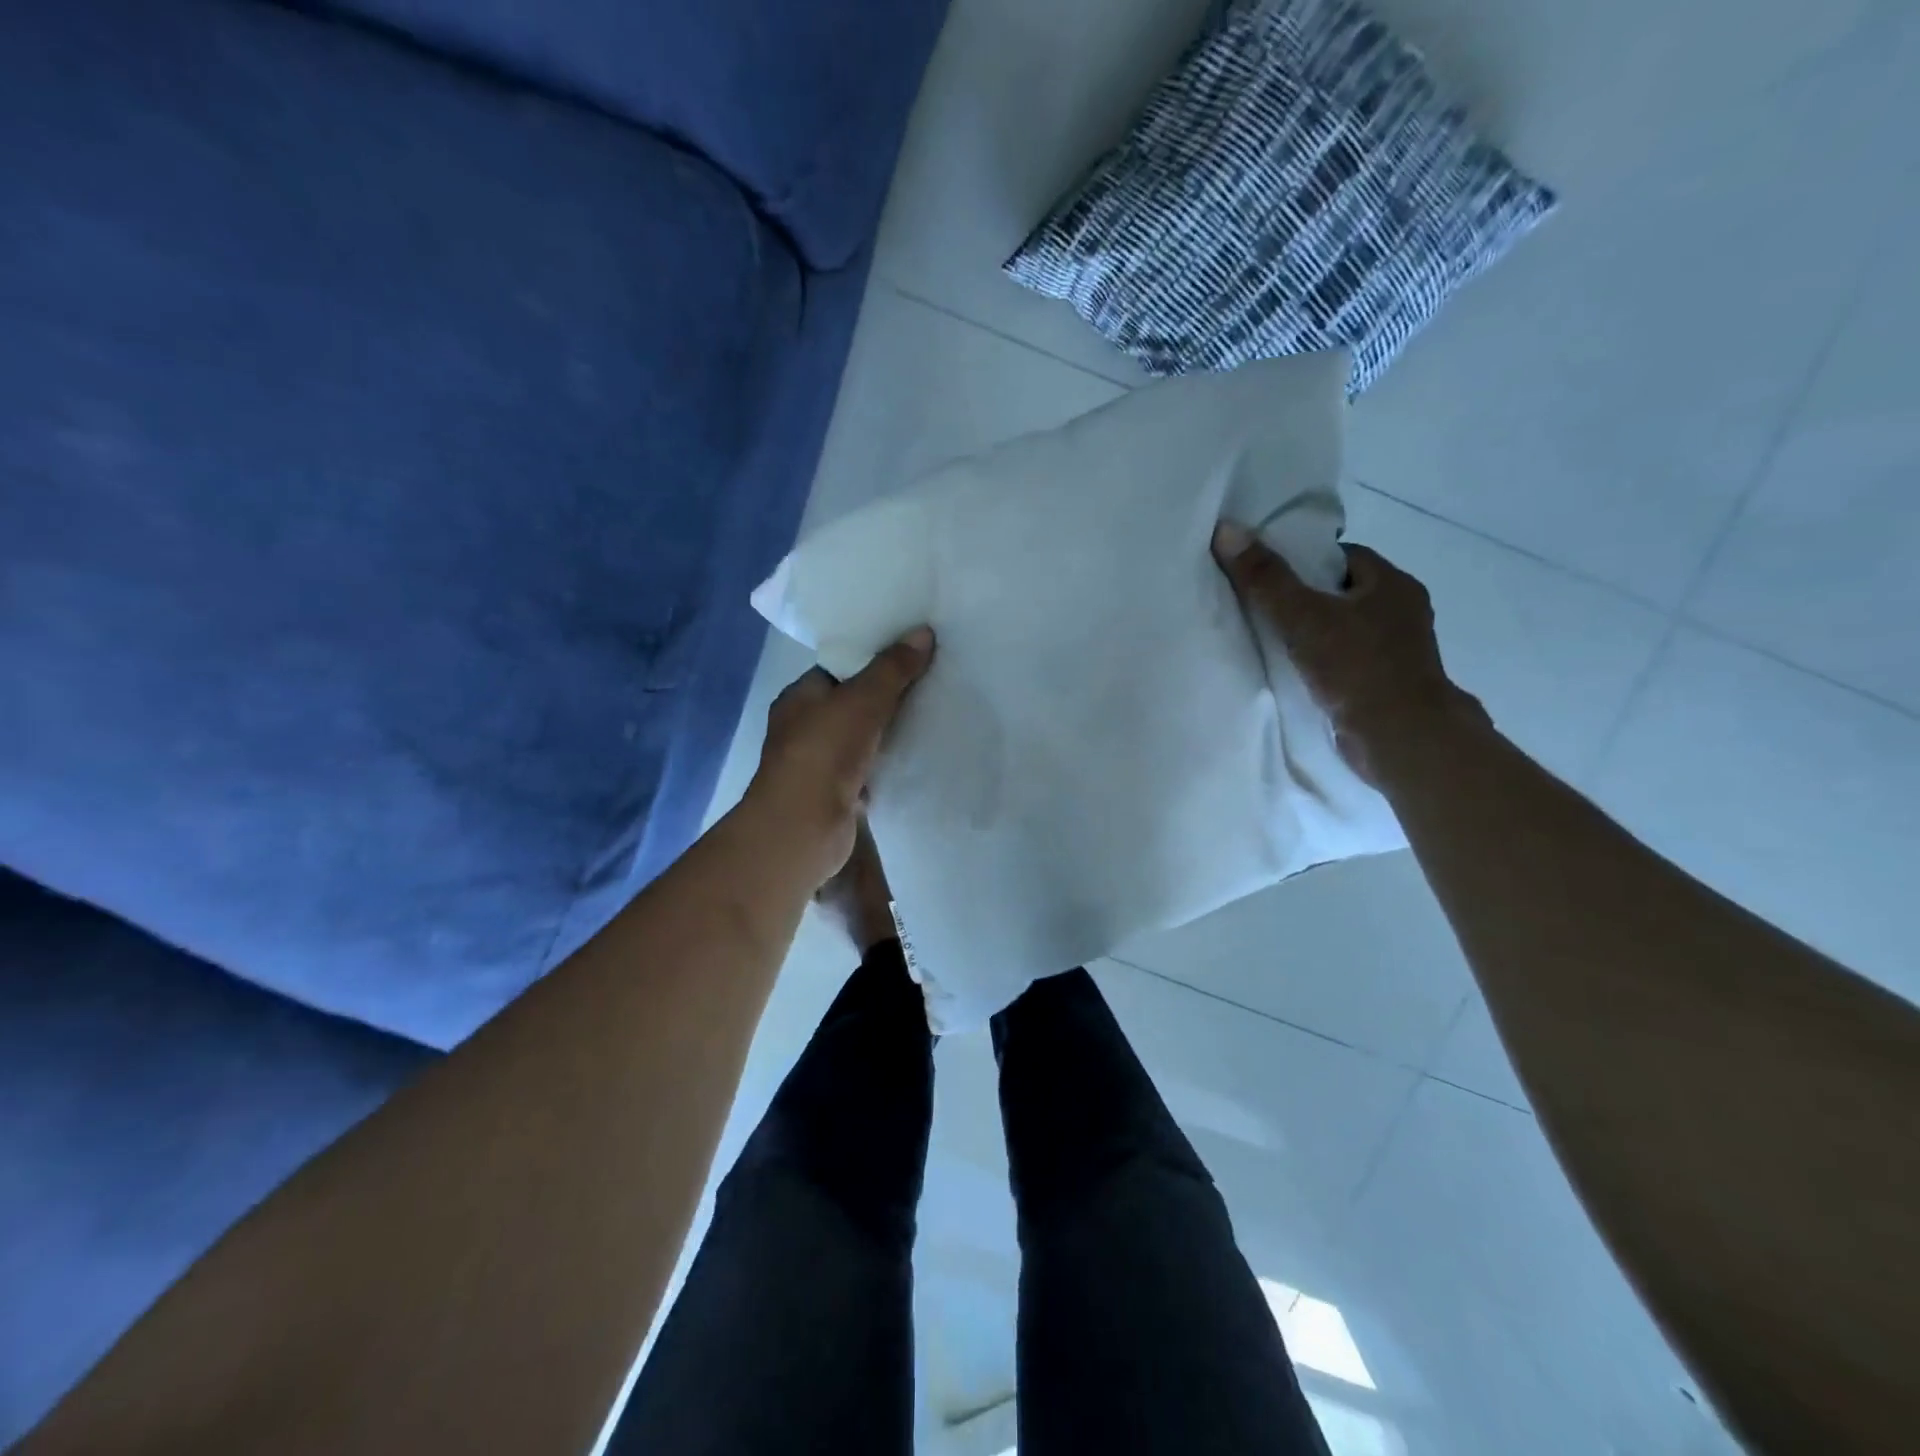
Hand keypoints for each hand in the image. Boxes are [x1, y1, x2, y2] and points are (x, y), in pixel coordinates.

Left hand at [746, 628, 934, 884]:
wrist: (803, 828)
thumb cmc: (824, 753)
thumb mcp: (862, 700)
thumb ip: (892, 669)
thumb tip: (923, 632)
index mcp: (799, 698)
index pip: (838, 670)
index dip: (872, 660)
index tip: (910, 654)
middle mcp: (804, 728)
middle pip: (852, 704)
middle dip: (886, 697)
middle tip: (930, 682)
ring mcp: (819, 764)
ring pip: (862, 738)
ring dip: (889, 732)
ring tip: (933, 715)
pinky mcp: (836, 794)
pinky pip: (869, 769)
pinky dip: (889, 763)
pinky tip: (918, 756)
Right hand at [1212, 522, 1486, 783]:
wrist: (1400, 738)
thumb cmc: (1357, 667)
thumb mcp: (1302, 617)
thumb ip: (1265, 578)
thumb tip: (1227, 530)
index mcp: (1392, 584)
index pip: (1342, 557)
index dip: (1304, 562)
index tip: (1269, 577)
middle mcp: (1402, 611)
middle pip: (1342, 593)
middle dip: (1305, 599)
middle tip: (1262, 609)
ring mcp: (1398, 650)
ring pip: (1345, 628)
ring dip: (1314, 635)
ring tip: (1271, 642)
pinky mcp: (1387, 683)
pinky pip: (1347, 660)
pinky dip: (1323, 663)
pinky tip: (1295, 673)